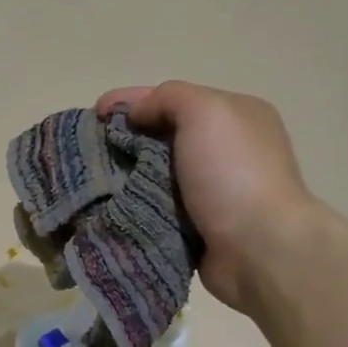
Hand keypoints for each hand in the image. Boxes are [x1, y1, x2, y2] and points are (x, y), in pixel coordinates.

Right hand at [96, 81, 324, 313]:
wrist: (259, 249)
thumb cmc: (233, 174)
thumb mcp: (206, 113)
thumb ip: (169, 98)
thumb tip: (138, 115)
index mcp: (234, 116)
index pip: (172, 99)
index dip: (130, 102)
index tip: (93, 114)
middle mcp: (225, 150)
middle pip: (162, 136)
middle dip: (124, 139)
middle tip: (88, 150)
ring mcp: (212, 190)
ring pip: (155, 173)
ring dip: (124, 175)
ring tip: (90, 181)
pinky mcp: (197, 225)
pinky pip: (156, 207)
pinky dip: (134, 205)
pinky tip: (109, 206)